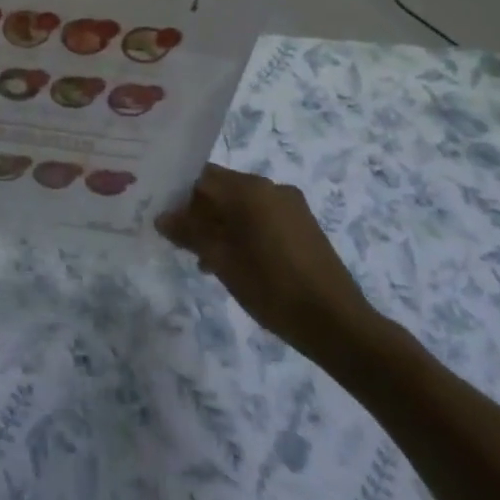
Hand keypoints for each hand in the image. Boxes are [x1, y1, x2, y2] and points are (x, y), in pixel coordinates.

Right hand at [156, 164, 380, 365]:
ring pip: (241, 205)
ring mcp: (290, 205)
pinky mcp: (303, 225)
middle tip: (179, 240)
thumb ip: (189, 232)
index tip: (162, 214)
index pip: (200, 176)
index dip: (177, 193)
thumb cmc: (272, 287)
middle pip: (221, 189)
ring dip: (219, 224)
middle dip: (198, 211)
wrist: (337, 324)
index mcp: (249, 188)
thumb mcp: (221, 260)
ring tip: (204, 258)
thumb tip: (162, 217)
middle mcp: (270, 187)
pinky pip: (261, 217)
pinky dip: (243, 232)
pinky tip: (235, 262)